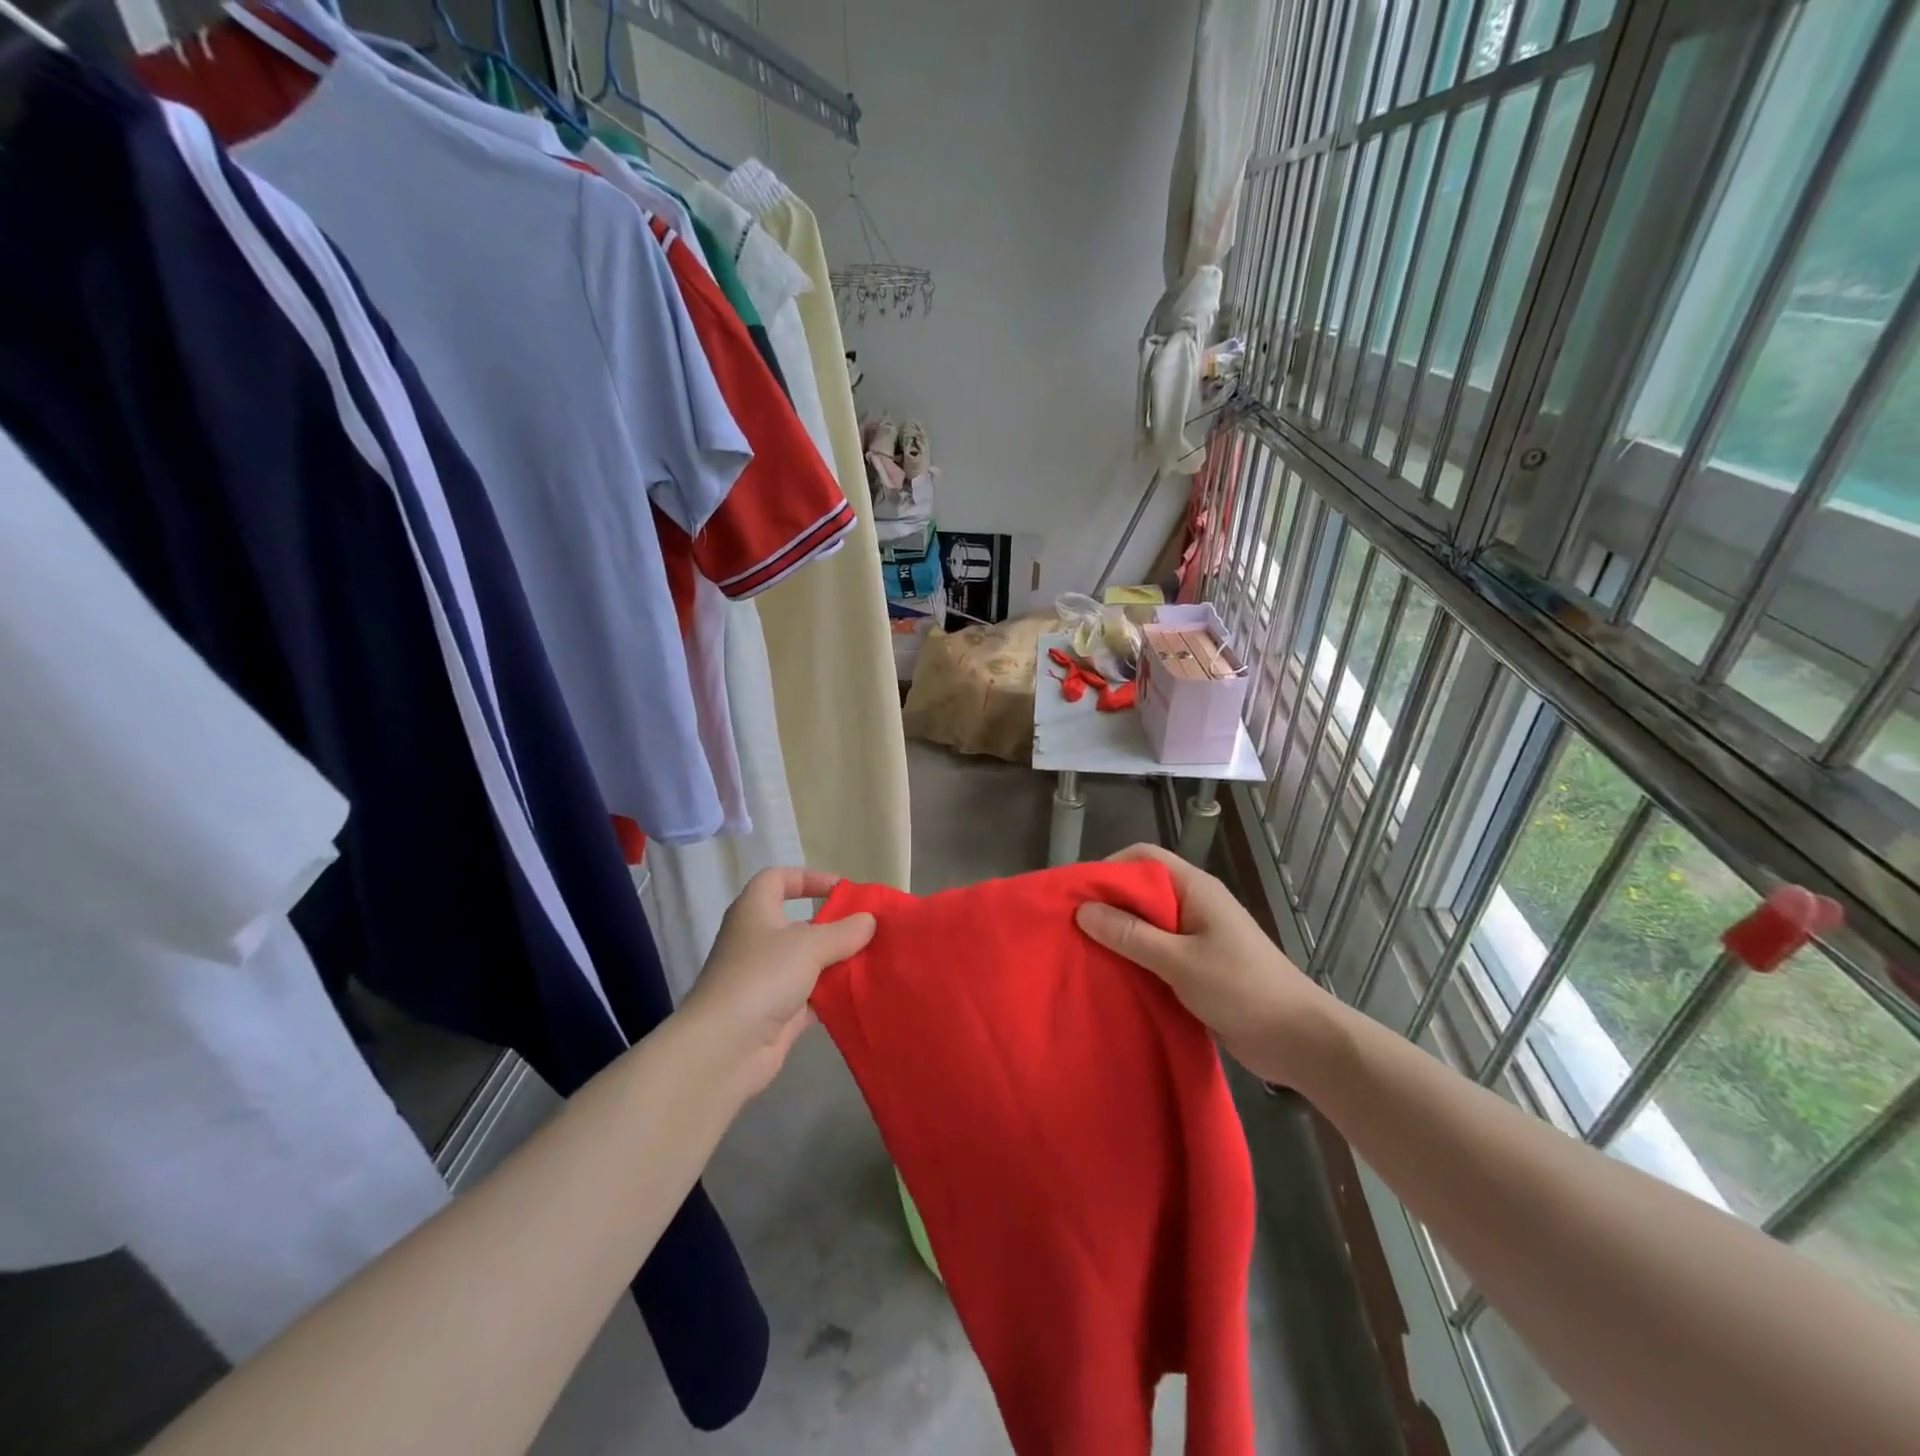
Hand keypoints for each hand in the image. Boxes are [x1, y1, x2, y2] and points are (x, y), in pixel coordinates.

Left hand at [681, 868, 875, 1095]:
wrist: (724, 1048)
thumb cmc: (762, 977)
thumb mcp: (808, 946)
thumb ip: (843, 932)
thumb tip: (869, 921)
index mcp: (755, 912)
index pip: (777, 879)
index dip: (808, 878)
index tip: (842, 889)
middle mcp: (757, 941)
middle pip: (798, 924)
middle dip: (833, 925)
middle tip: (869, 929)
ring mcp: (766, 979)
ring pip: (807, 962)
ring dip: (836, 961)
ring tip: (873, 959)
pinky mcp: (776, 1013)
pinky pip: (810, 996)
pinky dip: (832, 993)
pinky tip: (860, 992)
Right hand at [1074, 844, 1332, 1085]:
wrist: (1299, 1040)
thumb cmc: (1242, 989)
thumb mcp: (1179, 961)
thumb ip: (1130, 935)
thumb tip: (1082, 910)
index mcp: (1195, 888)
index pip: (1143, 857)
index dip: (1109, 869)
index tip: (1078, 895)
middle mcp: (1194, 904)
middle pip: (1141, 889)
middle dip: (1107, 904)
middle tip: (1072, 927)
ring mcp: (1196, 935)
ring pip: (1146, 922)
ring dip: (1118, 935)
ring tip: (1083, 952)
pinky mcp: (1197, 965)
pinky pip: (1156, 951)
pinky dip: (1133, 958)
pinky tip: (1111, 975)